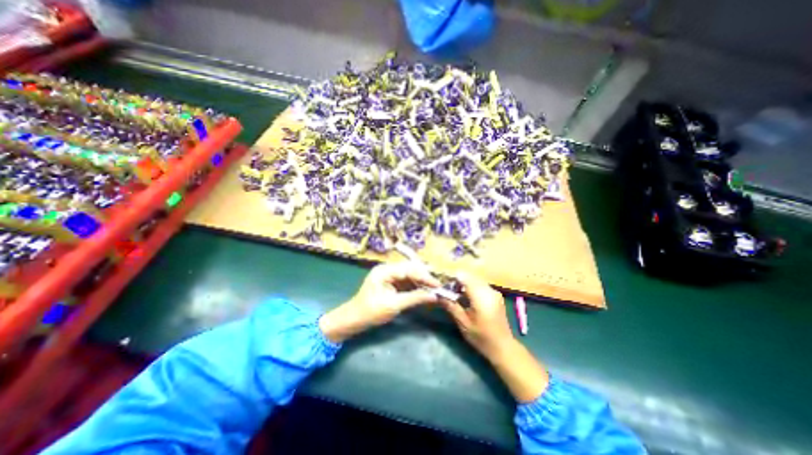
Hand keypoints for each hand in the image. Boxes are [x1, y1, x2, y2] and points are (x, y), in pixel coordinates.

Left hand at [320, 261, 440, 342]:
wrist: (354, 319)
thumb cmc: (371, 312)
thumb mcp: (394, 305)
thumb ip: (414, 298)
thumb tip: (434, 296)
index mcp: (384, 271)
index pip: (409, 269)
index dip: (424, 277)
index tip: (437, 285)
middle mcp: (387, 269)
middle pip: (410, 269)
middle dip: (424, 277)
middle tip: (437, 286)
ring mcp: (388, 275)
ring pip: (409, 274)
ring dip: (420, 281)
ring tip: (433, 289)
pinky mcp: (390, 282)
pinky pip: (406, 281)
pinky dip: (415, 286)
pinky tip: (423, 290)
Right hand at [442, 272, 547, 403]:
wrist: (503, 347)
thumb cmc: (481, 337)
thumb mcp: (463, 323)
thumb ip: (450, 305)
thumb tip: (437, 294)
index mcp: (481, 296)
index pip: (463, 276)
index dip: (452, 277)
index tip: (443, 284)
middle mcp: (489, 290)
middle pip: (469, 276)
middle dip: (457, 280)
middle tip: (448, 290)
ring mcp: (494, 291)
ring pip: (475, 279)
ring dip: (464, 283)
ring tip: (456, 294)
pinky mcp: (496, 295)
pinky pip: (481, 284)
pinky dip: (472, 286)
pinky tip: (466, 297)